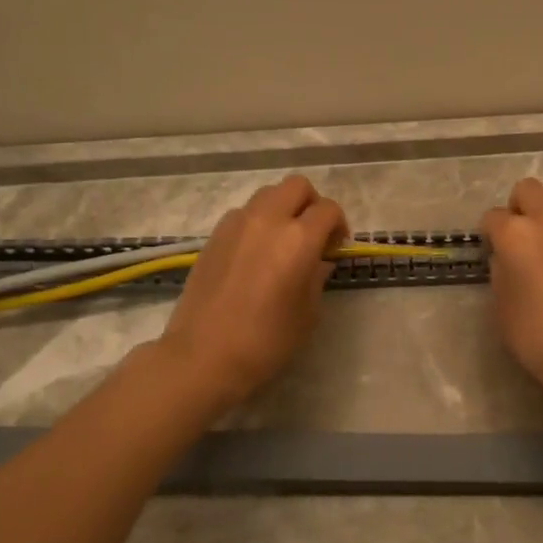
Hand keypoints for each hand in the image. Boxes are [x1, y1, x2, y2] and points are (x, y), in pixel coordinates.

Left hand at [156, 174, 347, 409]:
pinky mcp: (214, 236)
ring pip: (267, 195)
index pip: (328, 209)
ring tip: (282, 242)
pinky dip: (257, 222)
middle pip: (297, 186)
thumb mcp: (308, 313)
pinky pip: (243, 214)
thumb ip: (317, 277)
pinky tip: (255, 254)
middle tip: (313, 235)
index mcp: (298, 239)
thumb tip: (319, 260)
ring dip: (282, 209)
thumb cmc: (266, 341)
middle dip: (311, 204)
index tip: (336, 248)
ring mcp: (236, 224)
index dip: (339, 225)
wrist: (203, 356)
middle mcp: (268, 220)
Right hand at [482, 177, 542, 402]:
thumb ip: (500, 270)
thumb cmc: (540, 338)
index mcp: (514, 236)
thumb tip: (507, 255)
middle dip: (519, 207)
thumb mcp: (502, 307)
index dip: (491, 234)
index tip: (496, 251)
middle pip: (526, 189)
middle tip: (523, 234)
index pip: (492, 218)